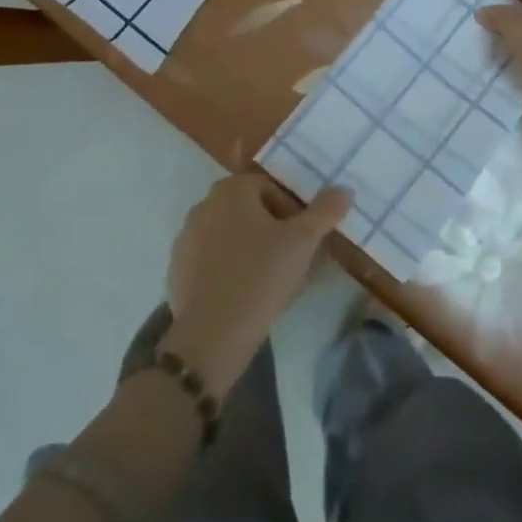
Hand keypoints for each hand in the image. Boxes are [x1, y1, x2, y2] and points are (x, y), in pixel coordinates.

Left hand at [161, 174, 351, 397]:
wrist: (213, 333)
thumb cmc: (261, 276)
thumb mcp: (303, 241)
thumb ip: (325, 211)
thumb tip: (344, 189)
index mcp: (231, 190)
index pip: (269, 188)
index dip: (290, 212)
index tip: (301, 240)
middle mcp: (204, 205)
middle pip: (247, 209)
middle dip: (269, 229)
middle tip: (288, 258)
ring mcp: (186, 237)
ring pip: (228, 234)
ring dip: (248, 248)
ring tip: (267, 279)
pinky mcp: (177, 268)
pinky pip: (210, 260)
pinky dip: (227, 269)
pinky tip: (242, 293)